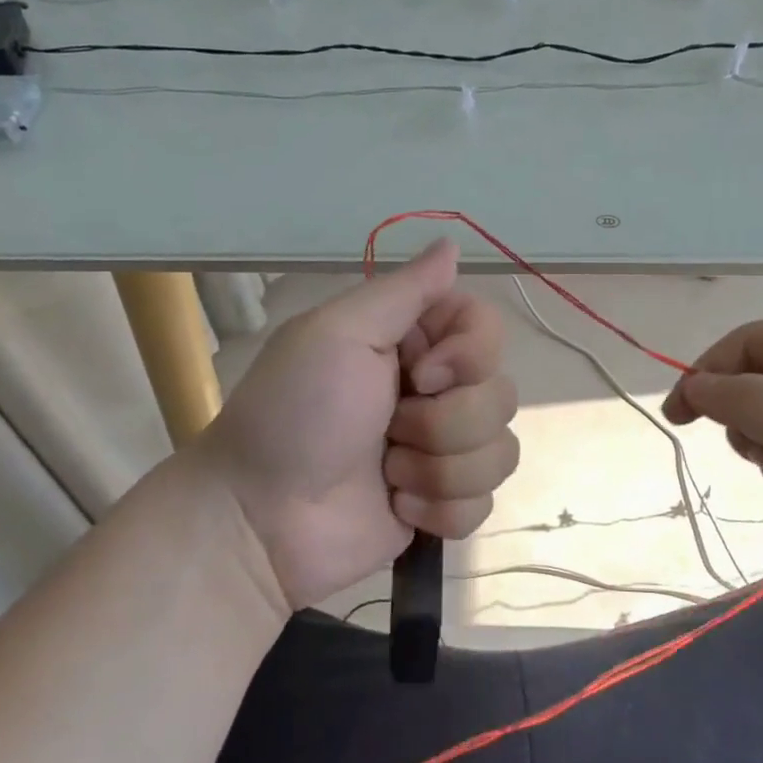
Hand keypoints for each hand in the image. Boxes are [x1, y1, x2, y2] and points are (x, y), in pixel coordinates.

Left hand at [199, 240, 519, 608]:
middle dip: (445, 422)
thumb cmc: (295, 415)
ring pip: (500, 452)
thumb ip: (405, 290)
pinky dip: (441, 510)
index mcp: (413, 343)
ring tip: (387, 476)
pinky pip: (484, 503)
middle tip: (390, 429)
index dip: (471, 355)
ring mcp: (442, 452)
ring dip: (439, 469)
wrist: (260, 519)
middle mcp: (435, 391)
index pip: (488, 328)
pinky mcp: (443, 505)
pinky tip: (397, 507)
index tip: (420, 374)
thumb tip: (453, 242)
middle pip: (502, 395)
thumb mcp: (338, 334)